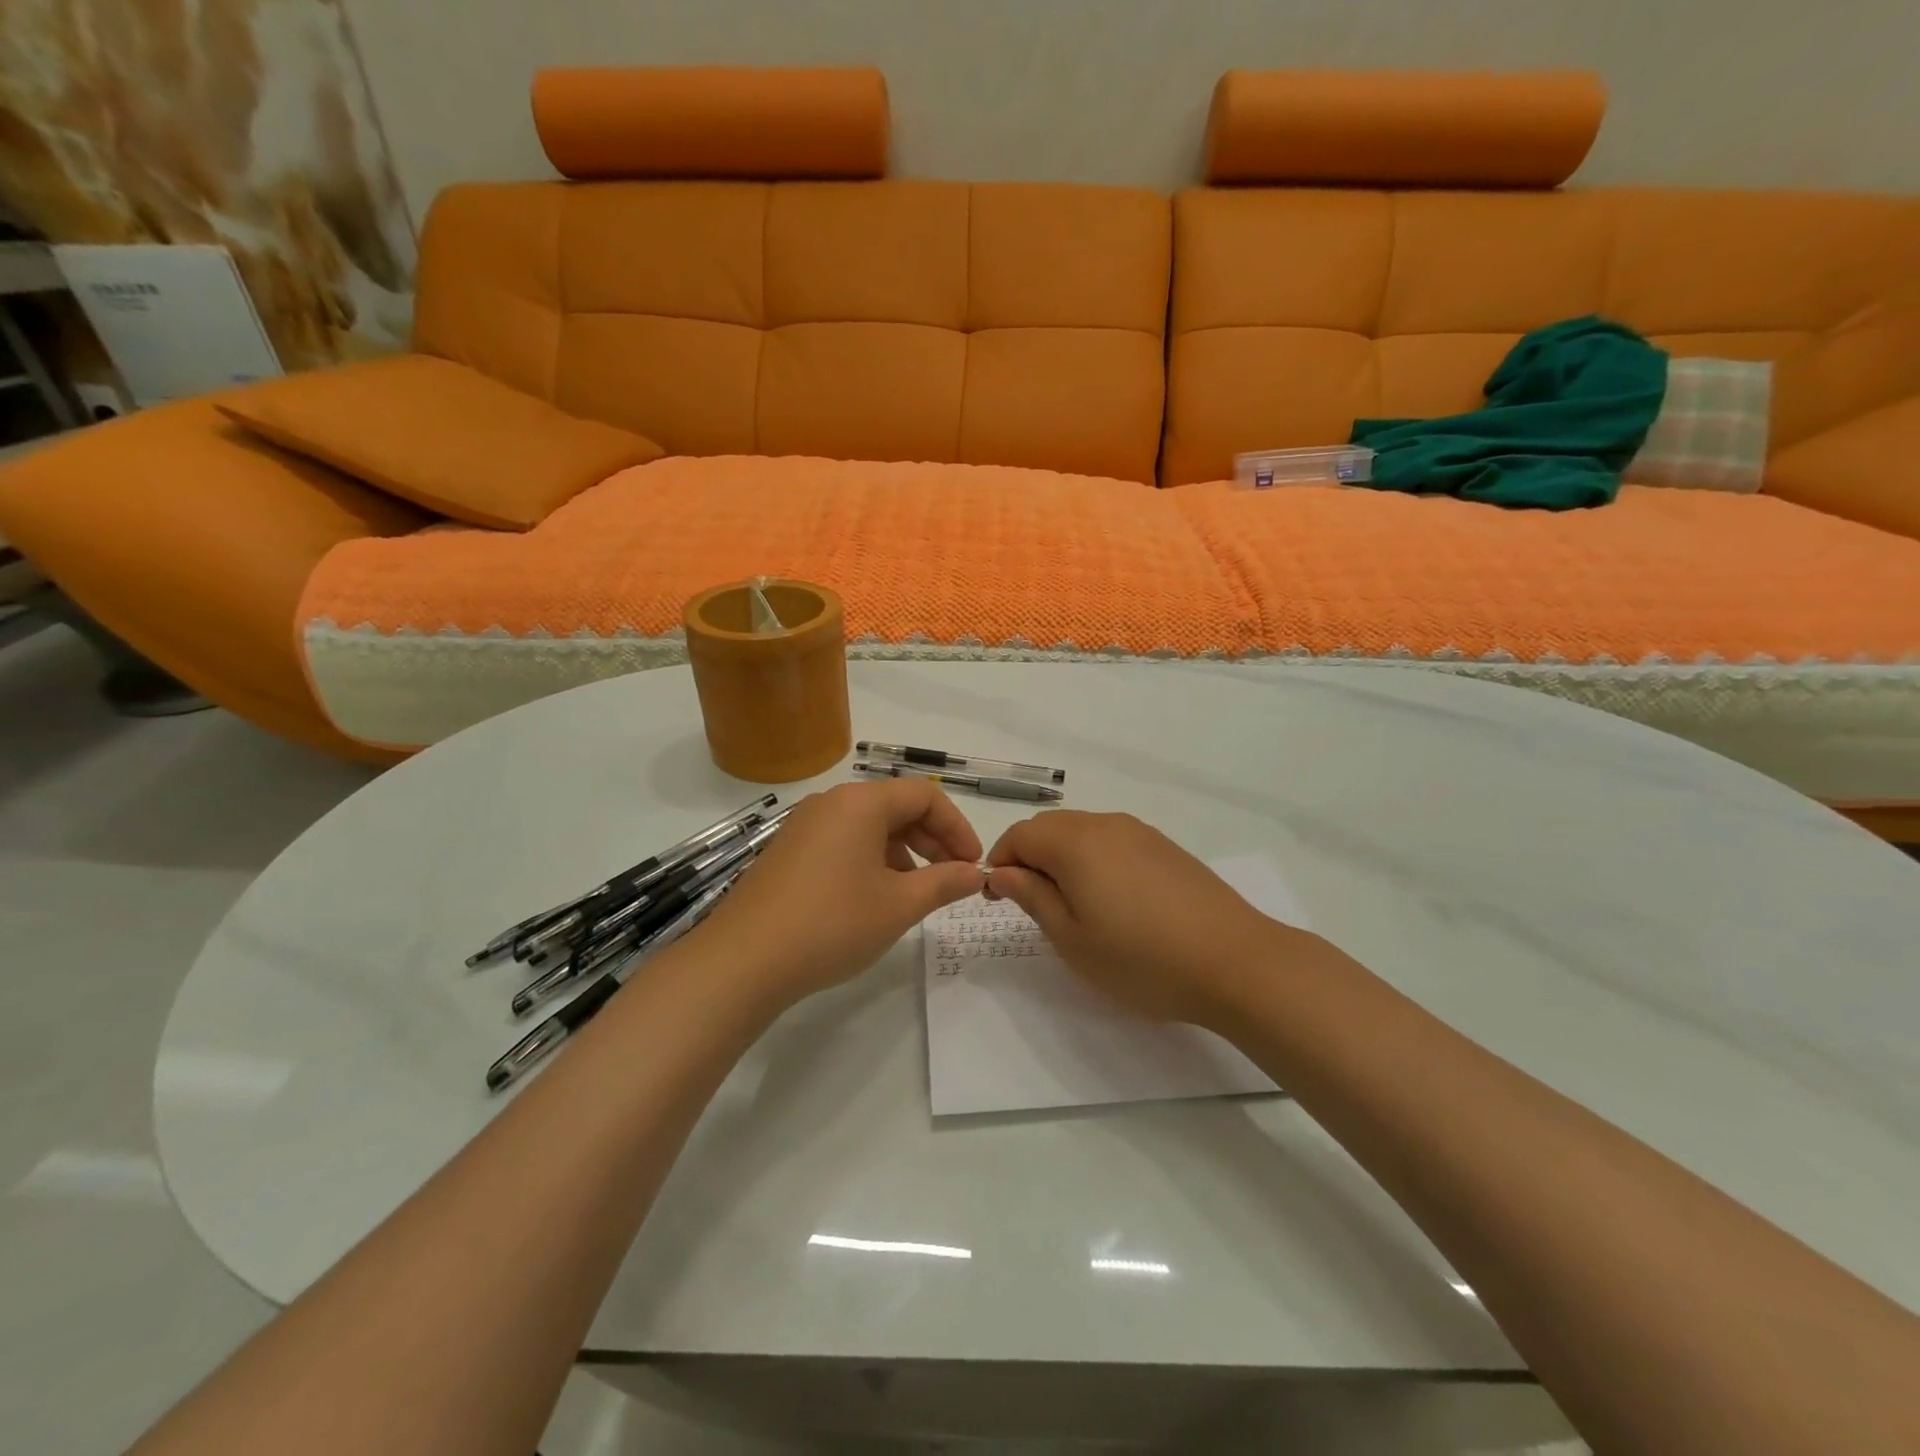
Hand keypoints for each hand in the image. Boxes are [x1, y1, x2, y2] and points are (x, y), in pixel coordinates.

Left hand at [696, 779, 984, 1008]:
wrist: (743, 960)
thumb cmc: (832, 923)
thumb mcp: (899, 905)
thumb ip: (944, 883)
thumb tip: (974, 873)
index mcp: (861, 803)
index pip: (925, 796)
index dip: (957, 827)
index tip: (972, 864)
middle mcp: (831, 803)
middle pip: (896, 807)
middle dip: (932, 840)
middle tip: (953, 878)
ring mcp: (804, 826)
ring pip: (869, 827)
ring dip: (903, 852)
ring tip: (916, 893)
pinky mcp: (788, 852)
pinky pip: (842, 842)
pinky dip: (870, 860)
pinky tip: (874, 898)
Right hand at [985, 811, 1295, 1024]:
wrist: (1236, 962)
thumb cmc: (1142, 959)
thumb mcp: (1073, 939)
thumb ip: (1032, 898)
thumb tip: (1003, 872)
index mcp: (1075, 843)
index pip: (1020, 835)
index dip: (1001, 862)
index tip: (1000, 899)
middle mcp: (1105, 825)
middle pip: (1050, 827)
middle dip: (1030, 857)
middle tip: (1033, 905)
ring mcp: (1140, 832)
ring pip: (1082, 832)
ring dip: (1062, 858)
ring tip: (1073, 906)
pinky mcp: (1165, 847)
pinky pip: (1113, 841)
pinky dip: (1094, 859)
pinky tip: (1113, 900)